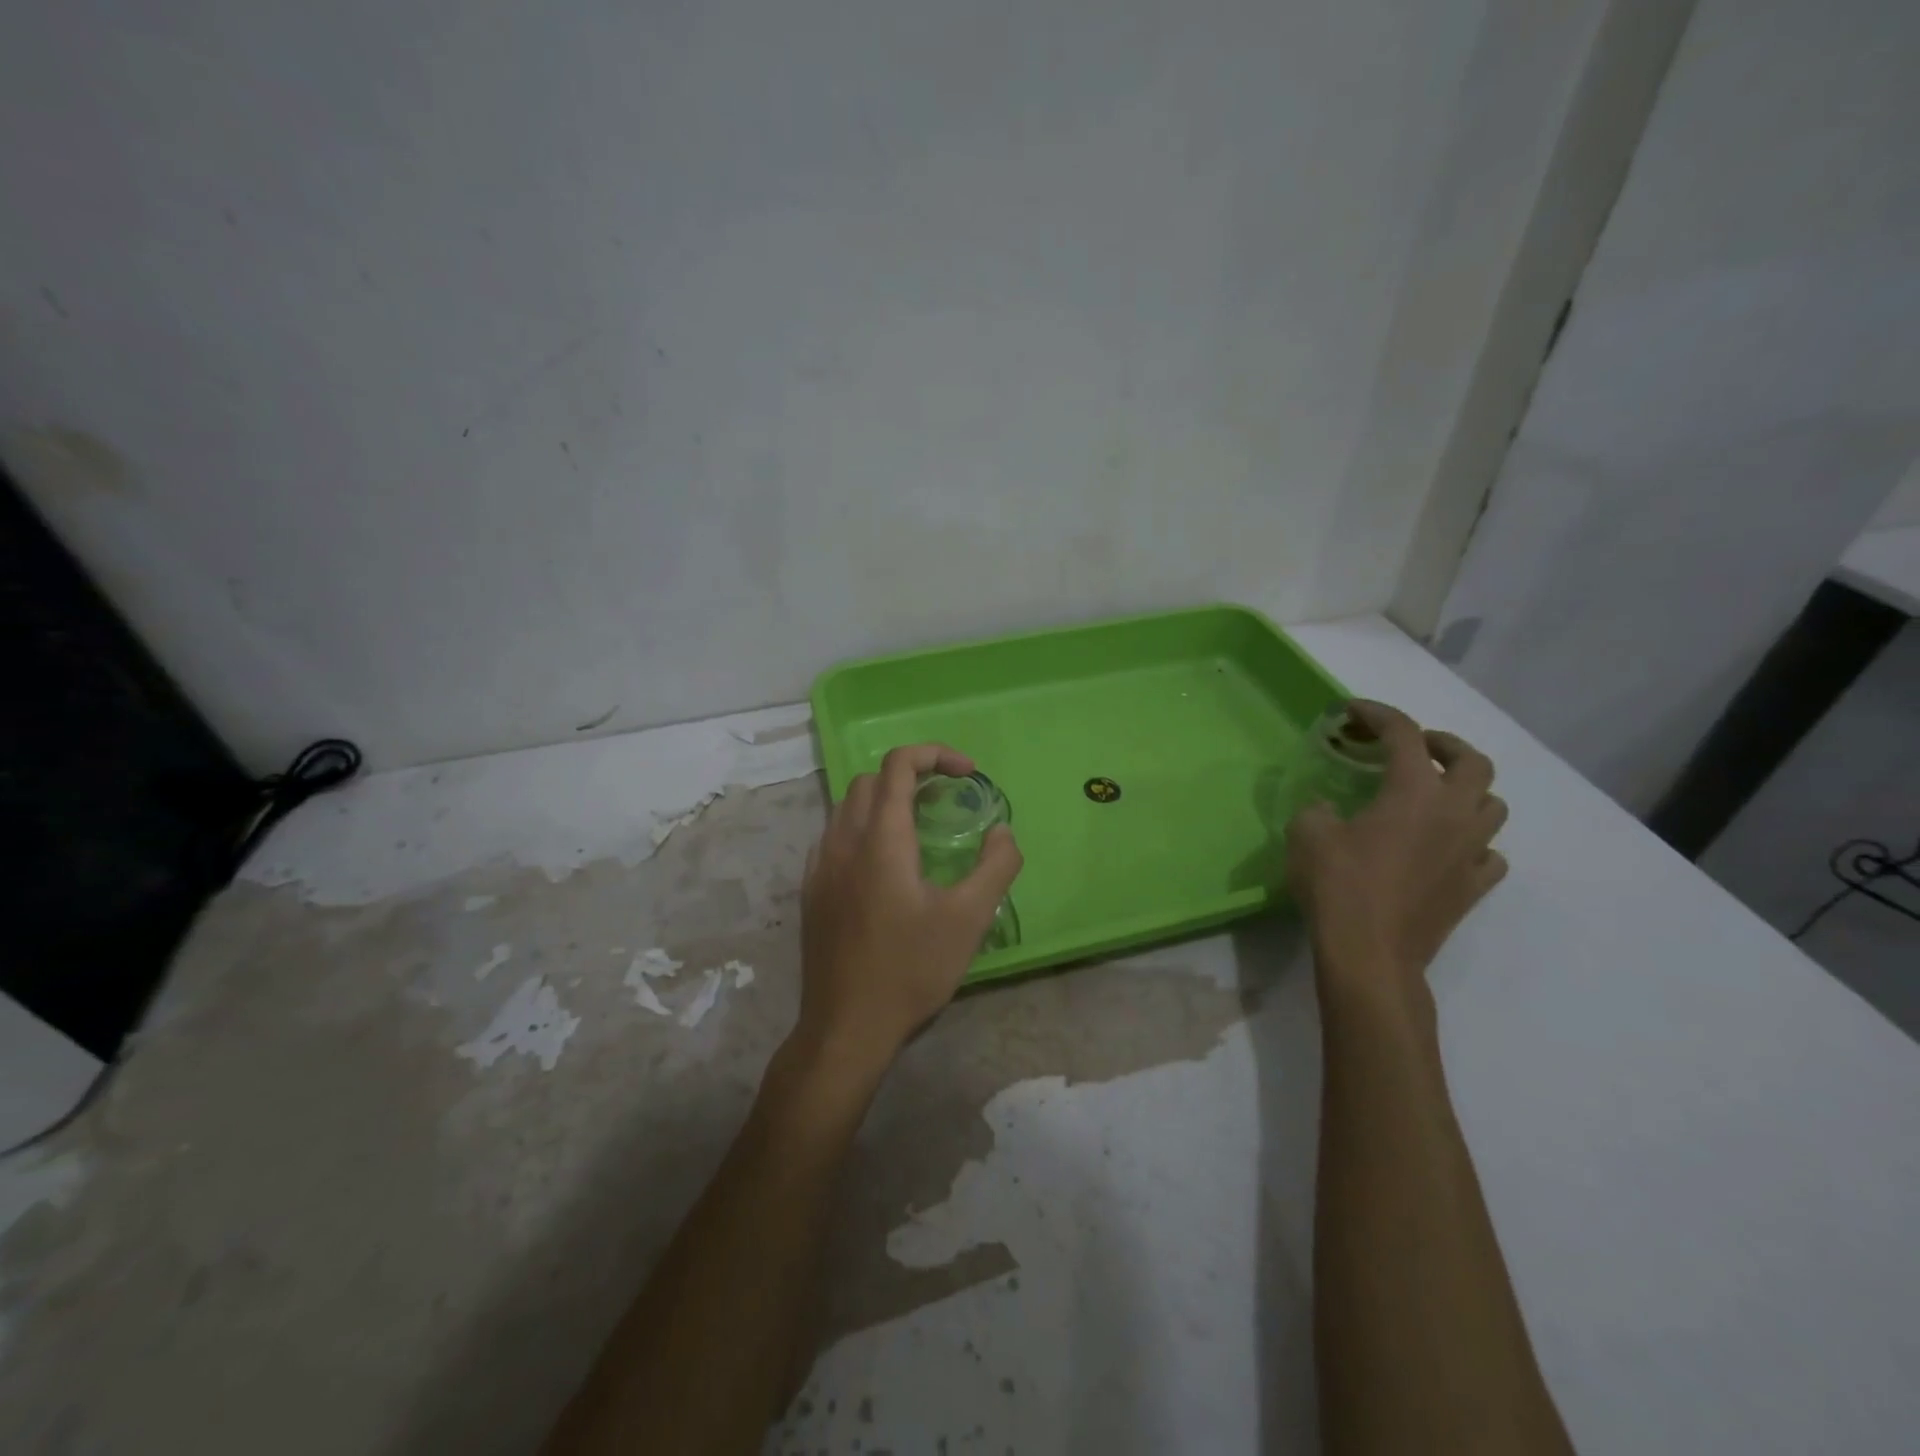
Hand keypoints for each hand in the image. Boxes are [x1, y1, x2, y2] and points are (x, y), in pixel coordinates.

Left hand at [796, 743, 1023, 1078]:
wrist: (846, 1026)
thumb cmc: (910, 969)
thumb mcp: (969, 919)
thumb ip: (996, 866)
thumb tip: (1003, 832)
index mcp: (881, 839)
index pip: (898, 765)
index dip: (935, 755)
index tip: (967, 774)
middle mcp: (843, 841)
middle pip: (870, 780)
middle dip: (910, 775)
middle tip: (946, 800)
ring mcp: (820, 866)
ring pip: (846, 806)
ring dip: (884, 801)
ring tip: (918, 829)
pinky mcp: (811, 890)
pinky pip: (834, 837)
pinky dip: (862, 828)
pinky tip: (882, 865)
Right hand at [1286, 701, 1507, 1006]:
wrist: (1370, 953)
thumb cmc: (1337, 885)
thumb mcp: (1307, 833)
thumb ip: (1318, 808)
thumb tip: (1329, 809)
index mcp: (1413, 792)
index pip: (1403, 734)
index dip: (1377, 714)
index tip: (1351, 711)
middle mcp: (1454, 813)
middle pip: (1473, 761)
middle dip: (1443, 744)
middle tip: (1412, 748)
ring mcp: (1471, 851)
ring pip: (1492, 804)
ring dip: (1466, 790)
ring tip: (1432, 795)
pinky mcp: (1473, 886)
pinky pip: (1489, 852)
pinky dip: (1471, 840)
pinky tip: (1446, 846)